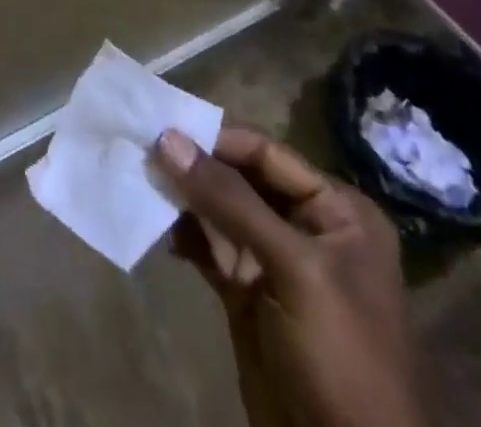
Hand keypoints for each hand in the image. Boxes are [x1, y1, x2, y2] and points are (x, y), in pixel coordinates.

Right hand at [157, 125, 424, 426]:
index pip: (266, 153)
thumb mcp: (293, 268)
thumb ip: (230, 200)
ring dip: (181, 198)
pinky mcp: (247, 293)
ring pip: (218, 211)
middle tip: (140, 148)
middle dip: (193, 167)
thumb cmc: (341, 354)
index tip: (162, 126)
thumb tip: (167, 138)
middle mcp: (305, 226)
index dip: (215, 138)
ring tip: (139, 181)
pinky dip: (182, 235)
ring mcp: (274, 261)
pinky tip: (152, 225)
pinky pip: (208, 247)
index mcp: (336, 210)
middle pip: (239, 178)